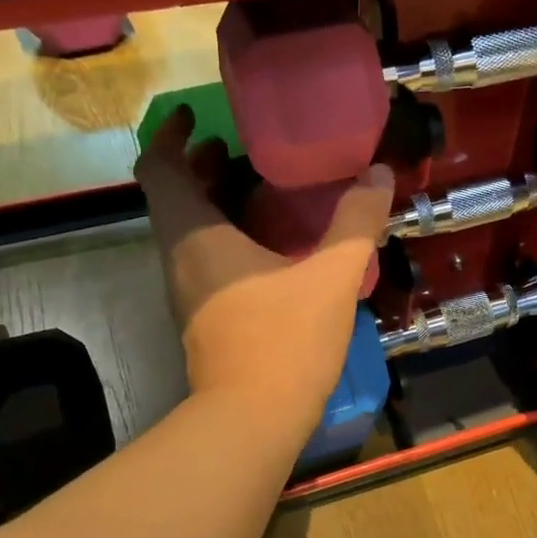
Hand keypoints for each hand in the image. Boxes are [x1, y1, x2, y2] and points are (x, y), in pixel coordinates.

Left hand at [136, 107, 393, 419]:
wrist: (254, 420)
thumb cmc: (285, 340)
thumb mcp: (332, 277)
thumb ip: (356, 222)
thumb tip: (378, 174)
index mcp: (195, 236)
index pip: (158, 168)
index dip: (170, 135)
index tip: (198, 117)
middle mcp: (180, 259)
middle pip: (173, 198)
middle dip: (199, 166)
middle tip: (237, 146)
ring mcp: (188, 293)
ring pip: (189, 232)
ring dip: (213, 203)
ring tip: (259, 188)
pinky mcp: (204, 320)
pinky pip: (206, 261)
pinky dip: (226, 237)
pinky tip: (270, 246)